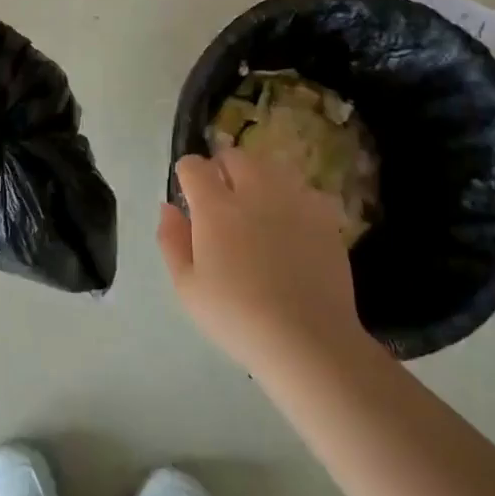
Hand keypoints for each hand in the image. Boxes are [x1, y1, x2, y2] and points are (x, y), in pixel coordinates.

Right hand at [157, 149, 376, 375]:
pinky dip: (292, 198)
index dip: (187, 174)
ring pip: (271, 167)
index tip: (188, 194)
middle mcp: (255, 192)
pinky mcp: (325, 216)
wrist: (308, 339)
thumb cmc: (237, 317)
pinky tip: (291, 225)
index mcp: (216, 208)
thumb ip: (172, 240)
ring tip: (257, 208)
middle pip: (235, 156)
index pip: (194, 166)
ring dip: (257, 178)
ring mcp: (294, 200)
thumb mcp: (187, 287)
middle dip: (222, 168)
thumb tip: (169, 207)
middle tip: (221, 199)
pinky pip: (304, 191)